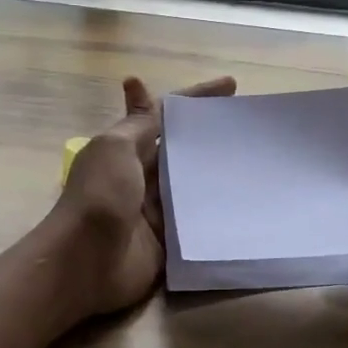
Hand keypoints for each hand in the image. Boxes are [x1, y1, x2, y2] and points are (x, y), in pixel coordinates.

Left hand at [51, 74, 236, 318]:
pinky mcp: (168, 241)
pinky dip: (217, 212)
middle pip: (182, 150)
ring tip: (261, 161)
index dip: (194, 98)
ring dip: (219, 173)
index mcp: (126, 149)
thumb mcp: (116, 148)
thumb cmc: (99, 196)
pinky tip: (247, 202)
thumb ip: (138, 125)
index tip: (231, 86)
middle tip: (253, 127)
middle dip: (212, 137)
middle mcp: (141, 176)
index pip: (164, 116)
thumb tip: (138, 85)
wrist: (86, 261)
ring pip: (192, 185)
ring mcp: (155, 210)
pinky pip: (196, 222)